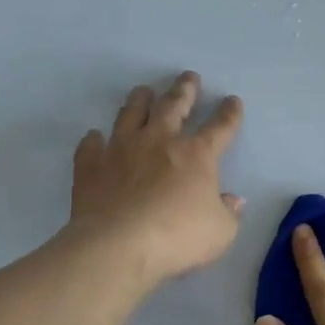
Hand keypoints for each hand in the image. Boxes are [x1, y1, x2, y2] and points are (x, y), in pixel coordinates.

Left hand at [68, 72, 244, 284]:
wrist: (118, 247)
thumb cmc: (178, 238)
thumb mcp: (220, 232)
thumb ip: (228, 213)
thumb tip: (232, 200)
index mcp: (197, 155)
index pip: (220, 127)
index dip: (229, 114)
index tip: (232, 100)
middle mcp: (159, 141)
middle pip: (174, 106)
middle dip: (185, 90)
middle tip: (189, 77)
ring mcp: (122, 149)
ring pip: (131, 114)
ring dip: (140, 100)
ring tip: (144, 91)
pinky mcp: (92, 165)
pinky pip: (91, 145)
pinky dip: (94, 140)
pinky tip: (95, 137)